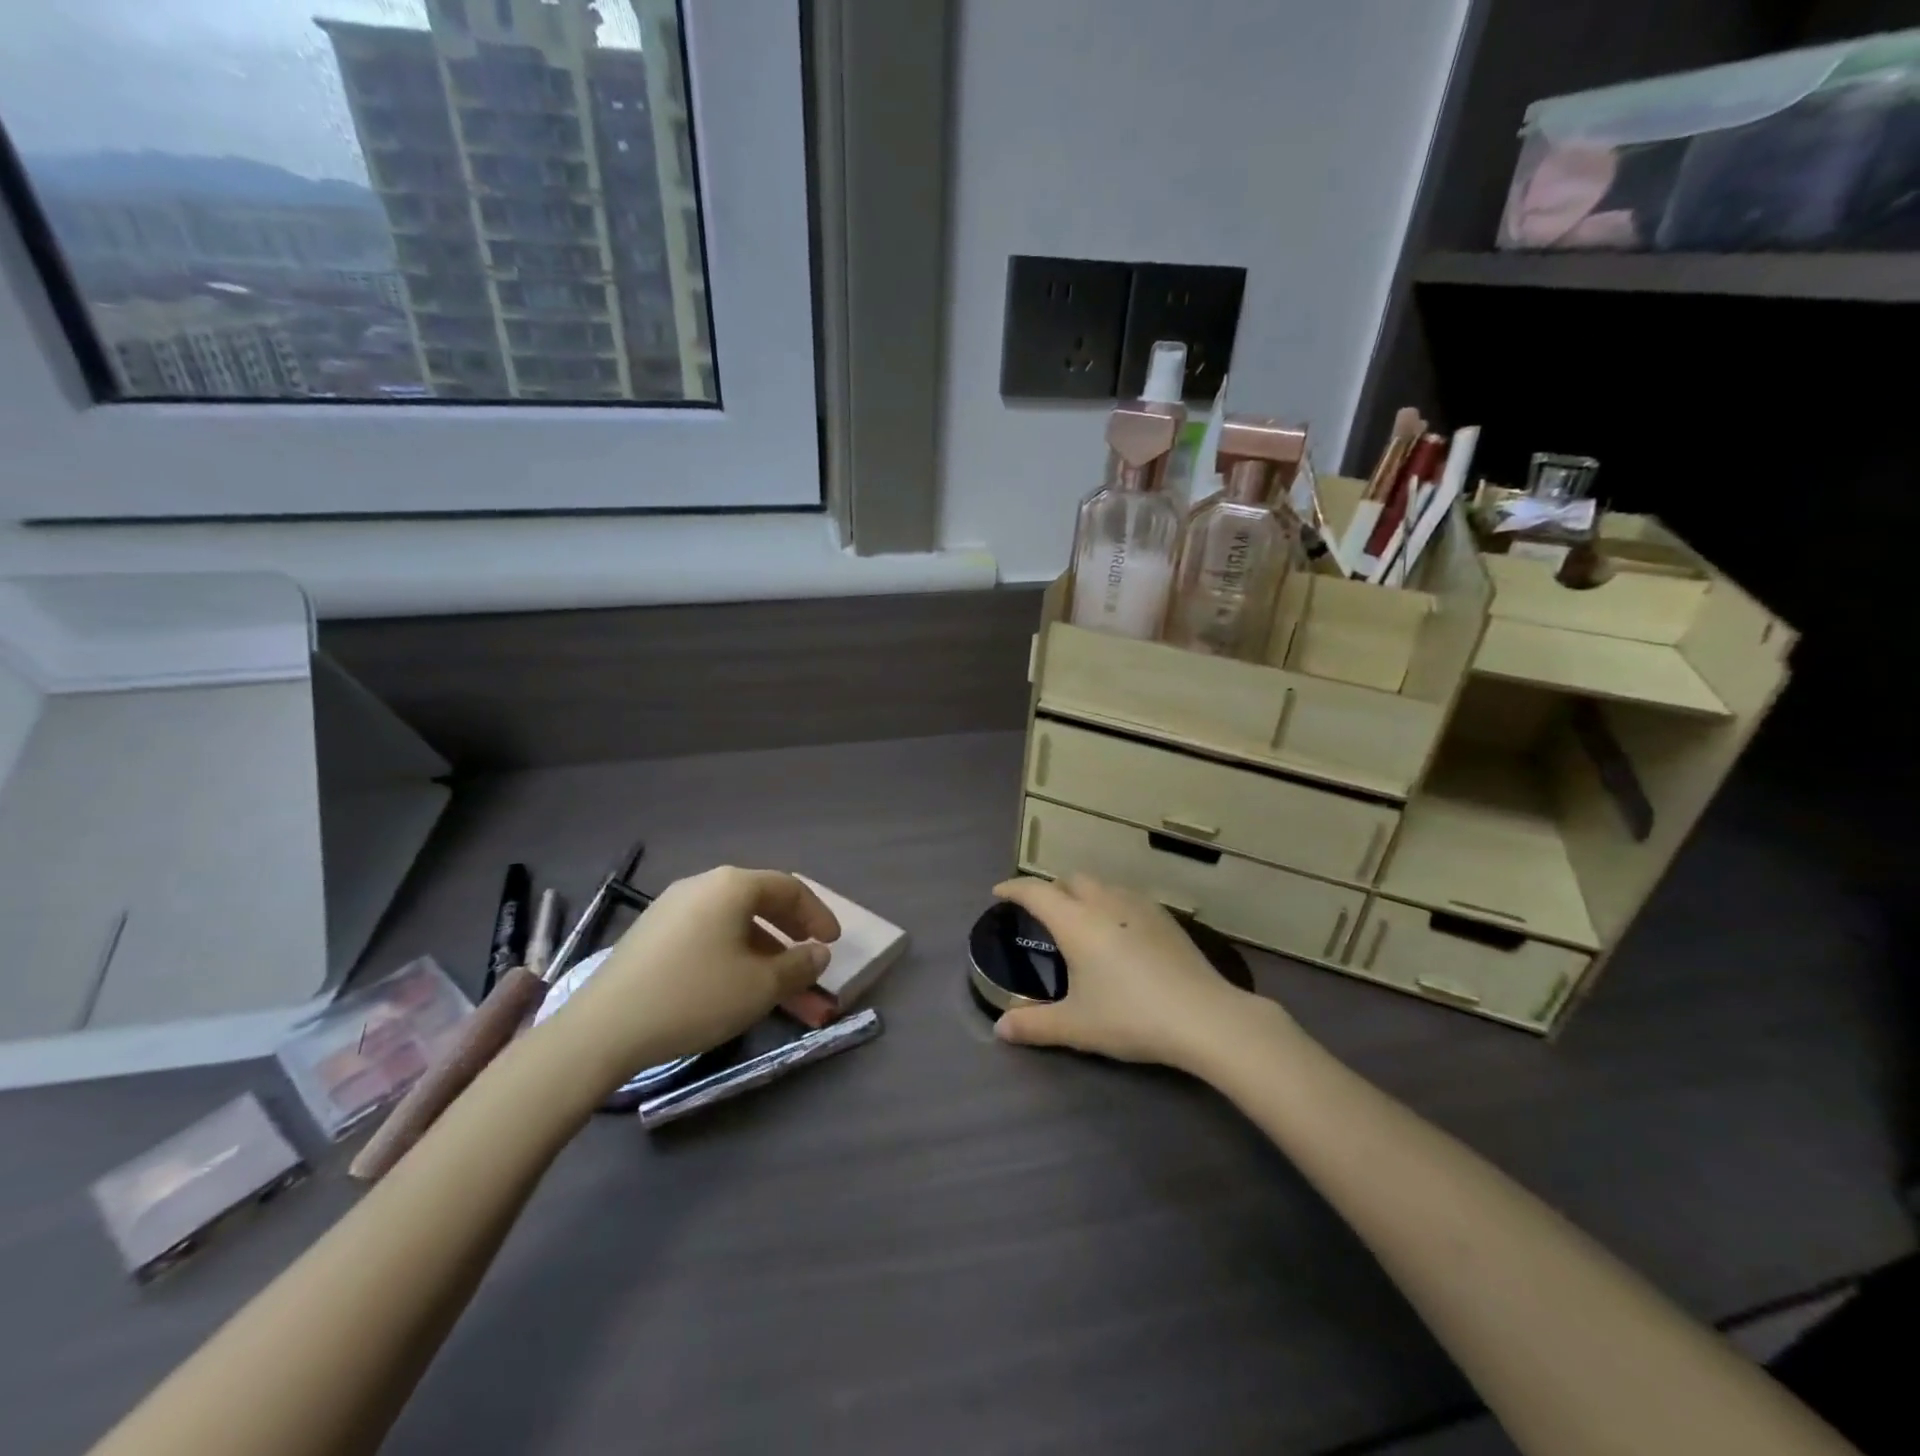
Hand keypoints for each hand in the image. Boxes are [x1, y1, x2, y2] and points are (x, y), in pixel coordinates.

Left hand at [554, 866, 840, 1078]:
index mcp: (732, 886)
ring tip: (775, 976)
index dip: (817, 914)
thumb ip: (799, 965)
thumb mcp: (760, 986)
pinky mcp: (650, 932)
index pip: (789, 887)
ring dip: (762, 943)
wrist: (604, 1029)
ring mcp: (671, 906)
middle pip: (759, 897)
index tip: (833, 942)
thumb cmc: (695, 997)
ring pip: (731, 917)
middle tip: (809, 952)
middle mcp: (702, 884)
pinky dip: (732, 948)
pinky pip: (706, 930)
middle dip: (791, 926)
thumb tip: (818, 952)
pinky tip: (732, 979)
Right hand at [992, 874, 1274, 1071]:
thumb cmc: (1131, 1017)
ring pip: (1100, 884)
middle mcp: (1104, 902)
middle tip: (1041, 914)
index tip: (999, 892)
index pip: (1035, 891)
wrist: (1203, 1016)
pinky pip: (1125, 896)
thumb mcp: (1076, 1026)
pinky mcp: (1164, 916)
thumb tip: (1000, 1029)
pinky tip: (1117, 932)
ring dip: (1081, 893)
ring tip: (1078, 920)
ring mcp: (1138, 905)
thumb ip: (1034, 1025)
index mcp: (1076, 922)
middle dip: (1050, 889)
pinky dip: (1108, 903)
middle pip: (1069, 880)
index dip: (1013, 888)